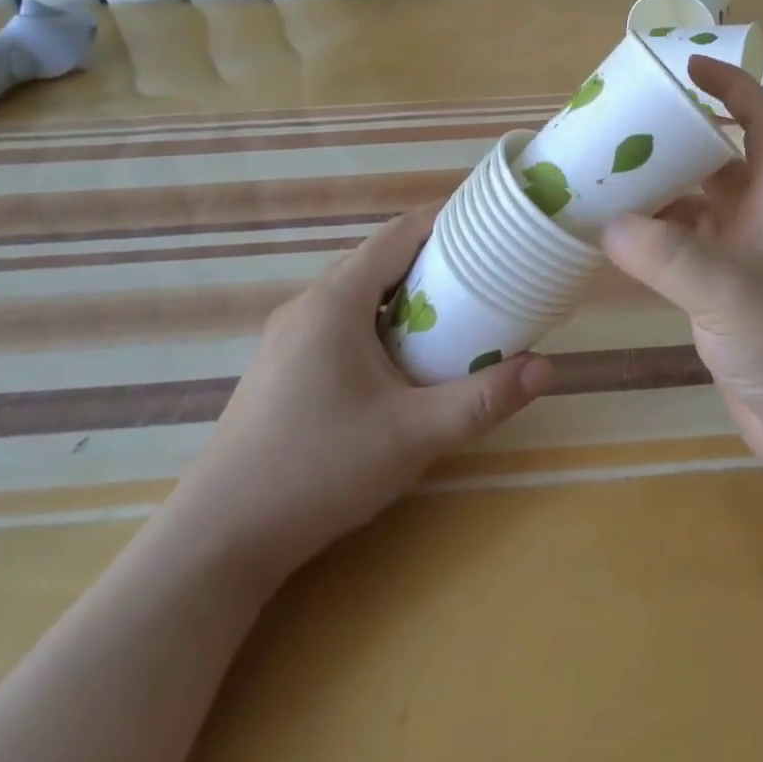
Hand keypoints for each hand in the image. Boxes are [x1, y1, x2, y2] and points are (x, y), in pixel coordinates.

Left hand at [164, 207, 552, 582]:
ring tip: (455, 312)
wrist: (216, 542)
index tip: (491, 226)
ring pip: (360, 291)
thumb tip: (546, 368)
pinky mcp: (282, 366)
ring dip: (407, 292)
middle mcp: (309, 304)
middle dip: (436, 258)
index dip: (448, 219)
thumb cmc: (318, 470)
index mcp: (337, 299)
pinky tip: (402, 359)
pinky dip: (381, 319)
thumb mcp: (413, 435)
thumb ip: (482, 399)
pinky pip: (342, 320)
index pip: (400, 232)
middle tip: (487, 274)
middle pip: (382, 258)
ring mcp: (288, 336)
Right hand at [601, 58, 762, 491]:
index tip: (687, 66)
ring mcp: (741, 257)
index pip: (760, 119)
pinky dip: (650, 239)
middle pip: (717, 159)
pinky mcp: (722, 294)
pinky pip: (680, 249)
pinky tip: (613, 238)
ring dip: (657, 190)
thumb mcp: (729, 288)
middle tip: (621, 125)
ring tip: (604, 175)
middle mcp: (761, 217)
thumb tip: (606, 223)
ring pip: (695, 205)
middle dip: (676, 138)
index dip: (730, 86)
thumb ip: (666, 254)